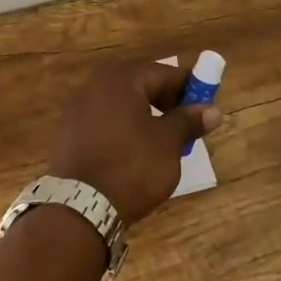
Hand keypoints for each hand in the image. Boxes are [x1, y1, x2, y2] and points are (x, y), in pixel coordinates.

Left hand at [47, 59, 223, 223]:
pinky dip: (124, 130)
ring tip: (165, 142)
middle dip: (166, 102)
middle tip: (187, 125)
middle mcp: (93, 86)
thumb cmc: (131, 167)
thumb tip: (212, 110)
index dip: (188, 87)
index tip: (206, 106)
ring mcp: (77, 110)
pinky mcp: (69, 135)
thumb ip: (188, 121)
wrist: (81, 207)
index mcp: (119, 80)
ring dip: (146, 117)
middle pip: (140, 86)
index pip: (163, 73)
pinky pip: (105, 123)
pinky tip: (136, 153)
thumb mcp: (168, 143)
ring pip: (122, 105)